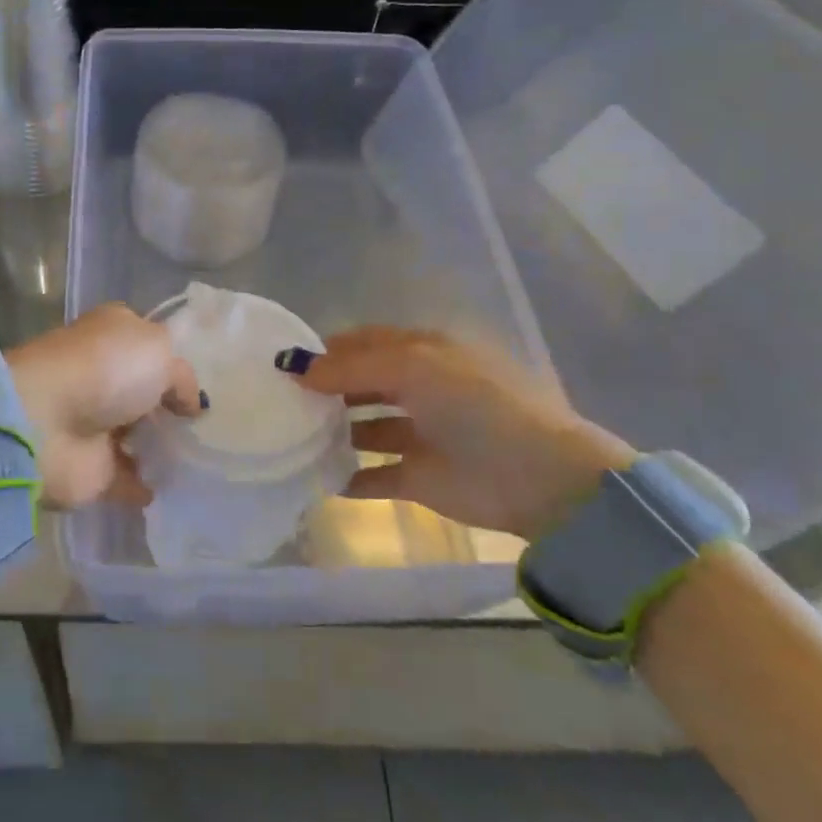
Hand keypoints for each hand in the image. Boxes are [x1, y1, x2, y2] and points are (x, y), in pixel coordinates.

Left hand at [7, 305, 202, 509]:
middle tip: (212, 427)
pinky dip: (147, 485)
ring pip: (136, 435)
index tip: (210, 384)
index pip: (149, 345)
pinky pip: (127, 478)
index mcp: (114, 335)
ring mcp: (94, 422)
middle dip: (171, 408)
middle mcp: (103, 375)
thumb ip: (182, 376)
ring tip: (203, 460)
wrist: (44, 423)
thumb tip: (189, 404)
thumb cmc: (105, 370)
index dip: (175, 362)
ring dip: (161, 448)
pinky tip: (178, 490)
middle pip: (144, 392)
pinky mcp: (91, 467)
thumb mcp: (159, 352)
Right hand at [280, 327, 634, 540]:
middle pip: (361, 383)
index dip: (327, 349)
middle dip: (325, 389)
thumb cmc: (478, 405)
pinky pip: (374, 475)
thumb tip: (295, 367)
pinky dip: (347, 477)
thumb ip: (352, 366)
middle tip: (279, 400)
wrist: (542, 479)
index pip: (365, 342)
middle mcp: (420, 388)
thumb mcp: (414, 367)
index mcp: (424, 352)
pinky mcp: (420, 478)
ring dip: (332, 430)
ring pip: (365, 427)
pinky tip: (315, 477)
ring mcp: (420, 434)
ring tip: (291, 436)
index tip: (284, 363)